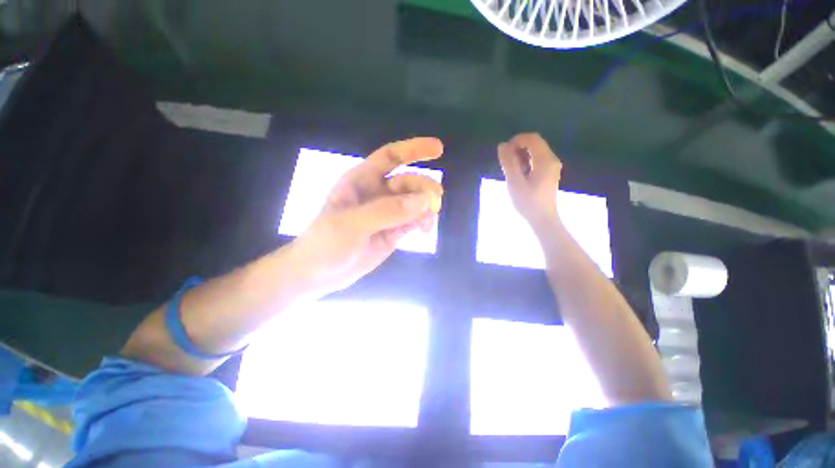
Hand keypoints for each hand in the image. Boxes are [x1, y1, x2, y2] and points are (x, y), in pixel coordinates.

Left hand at [289, 138, 443, 295]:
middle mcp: (377, 193)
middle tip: (435, 203)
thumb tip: (424, 200)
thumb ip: (387, 211)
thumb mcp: (352, 224)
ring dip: (427, 208)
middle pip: (408, 182)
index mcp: (361, 181)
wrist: (320, 274)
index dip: (414, 149)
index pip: (390, 157)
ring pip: (415, 203)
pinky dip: (423, 223)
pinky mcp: (394, 232)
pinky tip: (425, 231)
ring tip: (429, 223)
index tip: (439, 149)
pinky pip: (414, 221)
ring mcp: (387, 214)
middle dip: (424, 188)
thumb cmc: (326, 243)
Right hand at [498, 133, 561, 230]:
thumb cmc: (528, 203)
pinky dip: (526, 161)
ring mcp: (551, 166)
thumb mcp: (515, 183)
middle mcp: (551, 159)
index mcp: (545, 160)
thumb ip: (508, 163)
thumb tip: (502, 145)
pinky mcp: (548, 173)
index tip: (504, 153)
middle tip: (506, 162)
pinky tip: (518, 173)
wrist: (542, 220)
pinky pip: (536, 159)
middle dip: (518, 147)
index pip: (532, 138)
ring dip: (521, 155)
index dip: (516, 140)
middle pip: (535, 143)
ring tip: (511, 169)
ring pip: (535, 151)